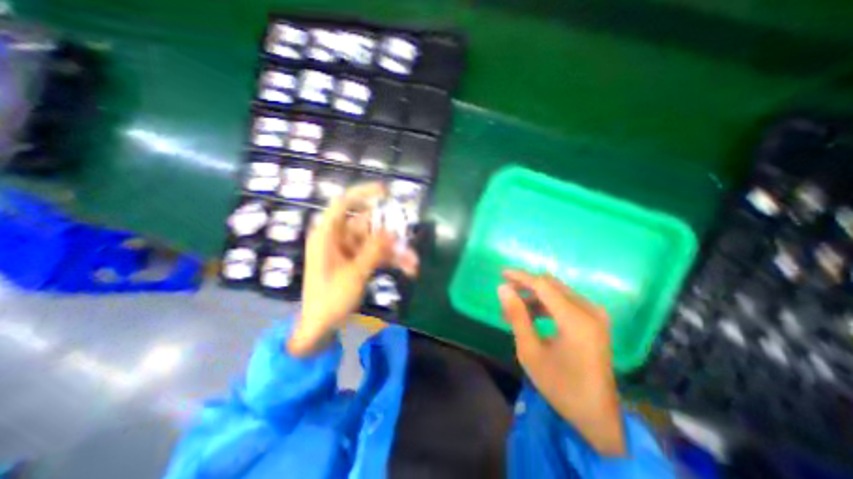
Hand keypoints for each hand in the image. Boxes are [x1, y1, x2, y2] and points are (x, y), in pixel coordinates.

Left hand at [285, 183, 418, 355]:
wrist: (321, 327)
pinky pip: (377, 254)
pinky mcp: (358, 261)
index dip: (363, 193)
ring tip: (414, 264)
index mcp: (327, 235)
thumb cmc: (330, 299)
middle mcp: (339, 238)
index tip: (386, 191)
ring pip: (377, 242)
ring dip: (395, 251)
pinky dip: (391, 260)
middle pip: (368, 226)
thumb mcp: (354, 274)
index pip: (343, 203)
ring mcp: (350, 250)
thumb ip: (373, 250)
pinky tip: (407, 269)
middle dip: (390, 234)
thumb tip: (391, 231)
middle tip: (408, 240)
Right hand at [501, 269, 624, 456]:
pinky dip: (546, 305)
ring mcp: (595, 315)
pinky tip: (531, 316)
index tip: (501, 273)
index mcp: (576, 320)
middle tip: (505, 294)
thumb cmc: (560, 385)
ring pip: (557, 292)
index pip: (543, 285)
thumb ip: (517, 316)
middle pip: (551, 285)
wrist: (597, 415)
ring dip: (534, 297)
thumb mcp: (530, 351)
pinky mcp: (595, 320)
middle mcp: (590, 311)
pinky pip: (566, 302)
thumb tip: (502, 288)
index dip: (521, 276)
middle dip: (526, 286)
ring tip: (513, 310)